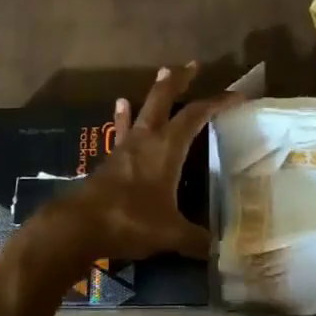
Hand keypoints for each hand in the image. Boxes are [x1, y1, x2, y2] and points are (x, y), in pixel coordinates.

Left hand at [48, 64, 237, 262]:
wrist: (77, 226)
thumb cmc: (129, 221)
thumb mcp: (171, 234)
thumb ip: (196, 239)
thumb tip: (218, 250)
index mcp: (166, 148)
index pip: (196, 116)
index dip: (218, 103)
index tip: (238, 96)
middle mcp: (145, 140)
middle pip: (163, 100)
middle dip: (179, 81)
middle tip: (192, 65)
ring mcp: (124, 149)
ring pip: (141, 111)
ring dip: (153, 94)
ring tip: (160, 74)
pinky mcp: (109, 162)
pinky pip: (122, 131)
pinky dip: (126, 118)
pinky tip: (122, 107)